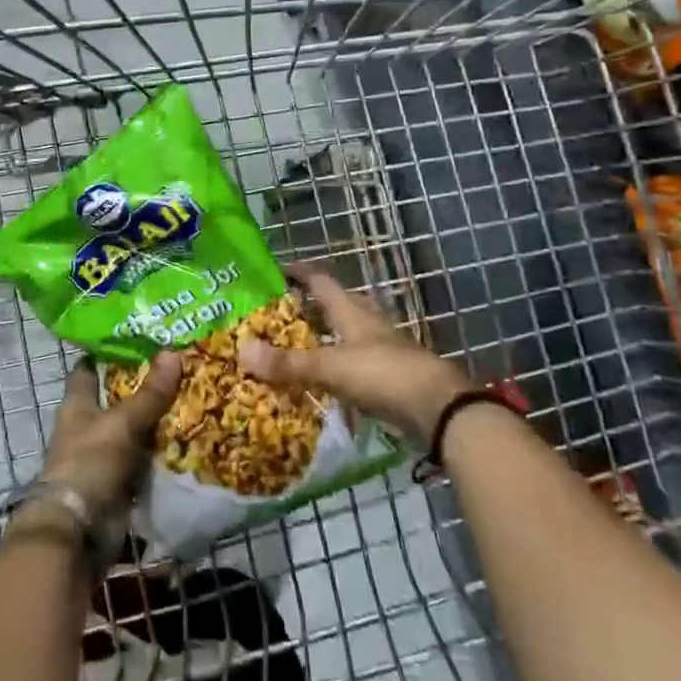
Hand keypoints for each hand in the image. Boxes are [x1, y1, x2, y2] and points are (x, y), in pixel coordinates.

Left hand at [37, 352, 182, 515]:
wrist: (78, 531)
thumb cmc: (90, 463)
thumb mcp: (123, 423)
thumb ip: (149, 393)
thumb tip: (173, 352)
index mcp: (78, 404)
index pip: (89, 369)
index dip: (108, 352)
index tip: (137, 337)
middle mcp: (89, 426)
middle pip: (118, 398)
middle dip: (145, 385)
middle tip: (181, 364)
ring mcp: (105, 455)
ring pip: (135, 428)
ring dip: (158, 419)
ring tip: (195, 394)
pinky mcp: (121, 481)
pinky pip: (146, 459)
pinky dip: (163, 451)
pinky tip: (192, 436)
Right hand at [238, 264, 476, 445]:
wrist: (440, 410)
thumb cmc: (384, 375)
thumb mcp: (331, 367)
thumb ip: (288, 363)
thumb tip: (241, 350)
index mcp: (352, 311)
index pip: (320, 281)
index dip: (298, 272)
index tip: (274, 270)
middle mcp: (367, 323)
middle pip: (335, 305)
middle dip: (308, 306)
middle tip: (276, 313)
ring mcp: (382, 349)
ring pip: (346, 334)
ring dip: (323, 337)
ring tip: (294, 346)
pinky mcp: (390, 375)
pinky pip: (354, 363)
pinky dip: (336, 366)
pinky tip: (323, 381)